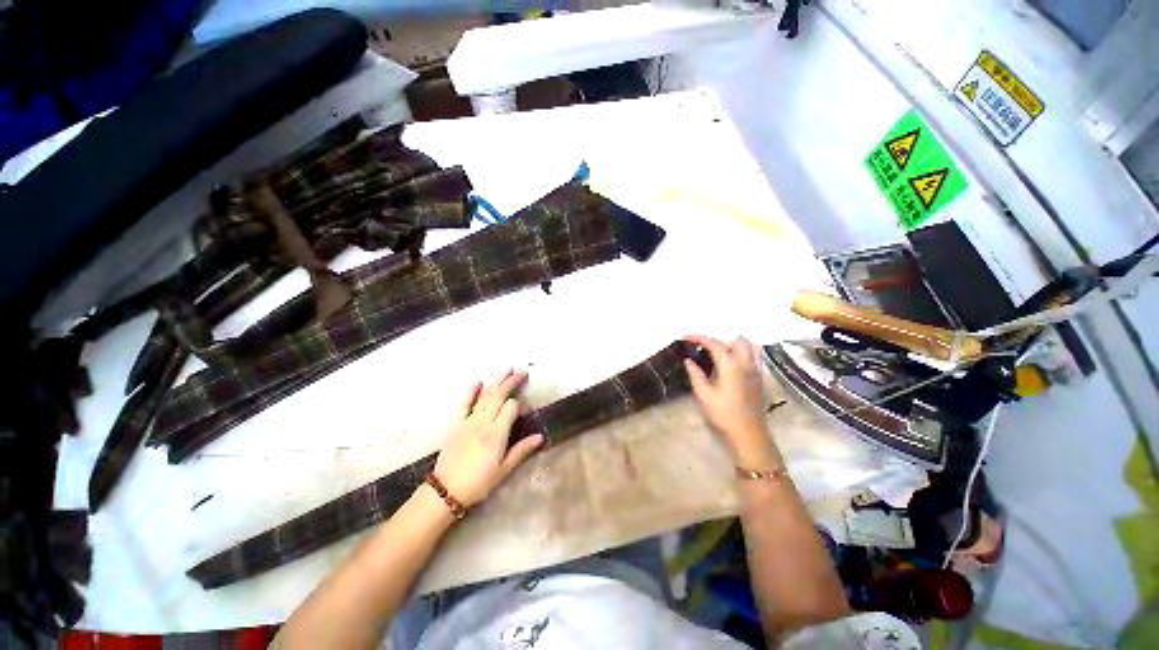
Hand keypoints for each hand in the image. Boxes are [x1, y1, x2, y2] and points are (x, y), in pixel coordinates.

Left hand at [434, 369, 543, 507]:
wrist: (446, 491)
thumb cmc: (479, 482)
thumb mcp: (504, 470)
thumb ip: (522, 450)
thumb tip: (540, 436)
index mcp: (496, 434)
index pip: (511, 408)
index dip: (521, 405)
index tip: (526, 410)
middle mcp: (483, 422)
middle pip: (499, 395)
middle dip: (511, 382)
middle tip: (522, 372)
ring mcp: (468, 421)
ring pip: (485, 395)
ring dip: (496, 381)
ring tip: (507, 369)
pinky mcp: (456, 423)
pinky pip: (464, 403)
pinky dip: (471, 391)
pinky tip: (478, 381)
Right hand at [684, 335, 782, 470]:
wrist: (749, 435)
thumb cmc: (724, 415)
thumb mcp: (704, 396)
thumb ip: (696, 375)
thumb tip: (688, 361)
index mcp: (731, 366)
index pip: (715, 344)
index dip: (699, 338)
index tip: (686, 338)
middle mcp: (746, 364)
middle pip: (734, 341)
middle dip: (717, 340)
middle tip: (702, 348)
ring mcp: (756, 371)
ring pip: (748, 346)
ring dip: (732, 344)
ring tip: (717, 353)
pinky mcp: (759, 379)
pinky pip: (753, 356)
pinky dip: (742, 352)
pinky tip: (731, 364)